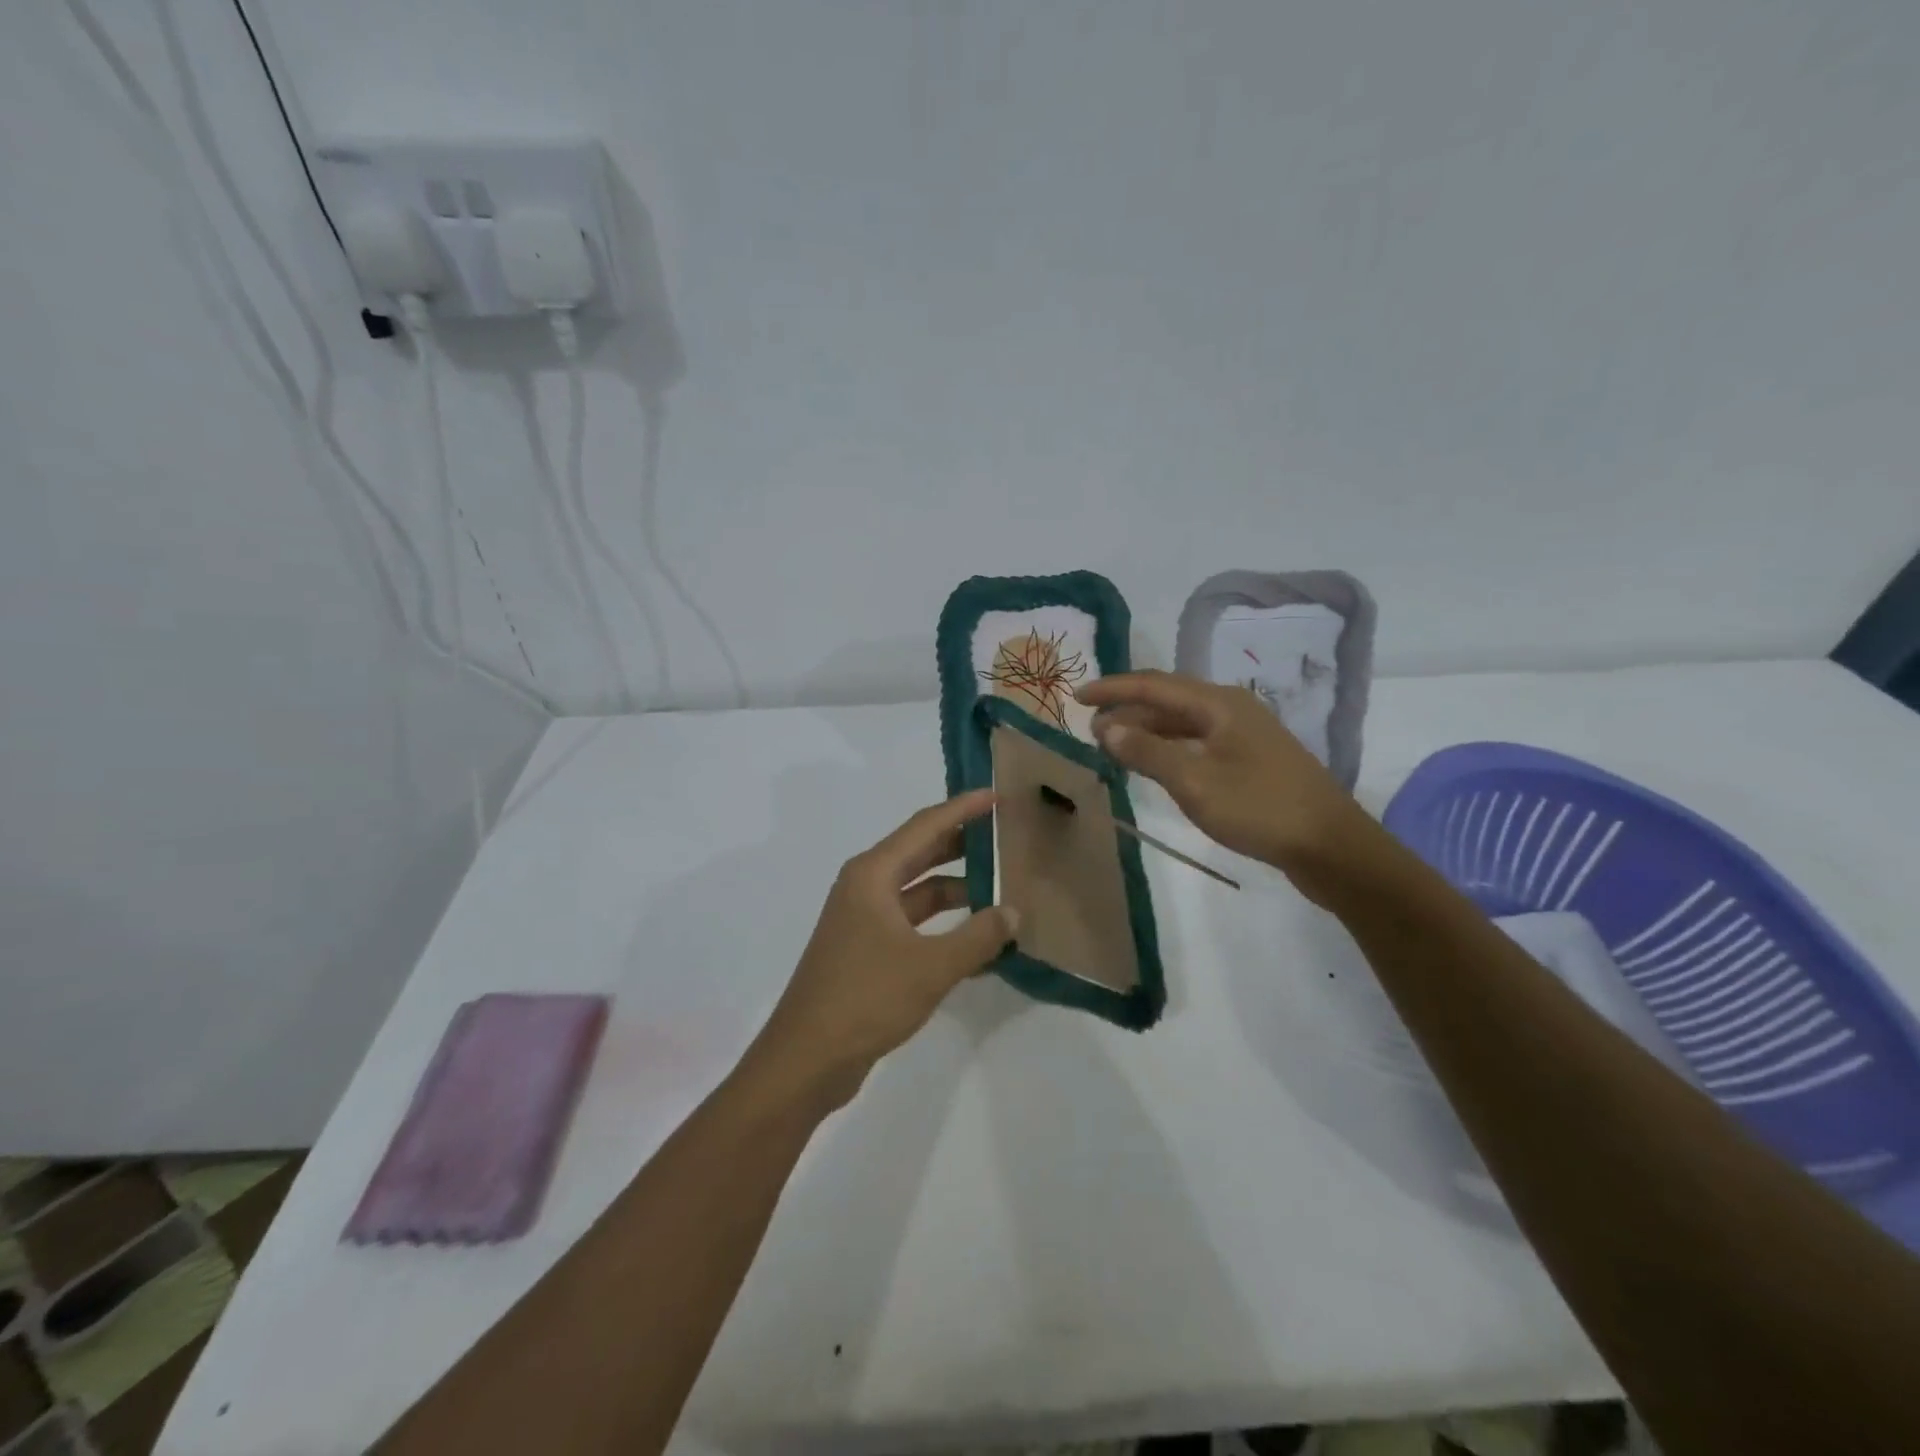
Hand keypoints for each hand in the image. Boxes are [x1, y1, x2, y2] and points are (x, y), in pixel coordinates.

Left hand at [745, 789, 1017, 1112]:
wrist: (807, 1059)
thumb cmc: (866, 998)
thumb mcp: (932, 966)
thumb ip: (978, 936)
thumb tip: (1013, 912)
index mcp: (872, 874)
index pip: (925, 826)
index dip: (963, 808)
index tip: (997, 795)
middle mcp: (865, 887)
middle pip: (921, 852)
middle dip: (963, 844)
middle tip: (1006, 836)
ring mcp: (864, 920)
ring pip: (919, 892)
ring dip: (958, 891)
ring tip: (1004, 891)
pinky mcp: (867, 950)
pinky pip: (914, 924)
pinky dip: (944, 926)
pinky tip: (979, 941)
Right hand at [1077, 670, 1372, 896]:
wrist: (1331, 846)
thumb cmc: (1259, 808)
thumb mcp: (1194, 782)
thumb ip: (1148, 752)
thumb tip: (1107, 728)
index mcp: (1218, 704)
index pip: (1153, 685)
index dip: (1112, 689)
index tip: (1076, 697)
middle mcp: (1231, 709)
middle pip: (1168, 699)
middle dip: (1127, 709)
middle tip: (1091, 729)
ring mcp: (1245, 734)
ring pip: (1184, 722)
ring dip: (1147, 730)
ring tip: (1114, 747)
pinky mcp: (1252, 759)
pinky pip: (1198, 742)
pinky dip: (1169, 748)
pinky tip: (1156, 765)